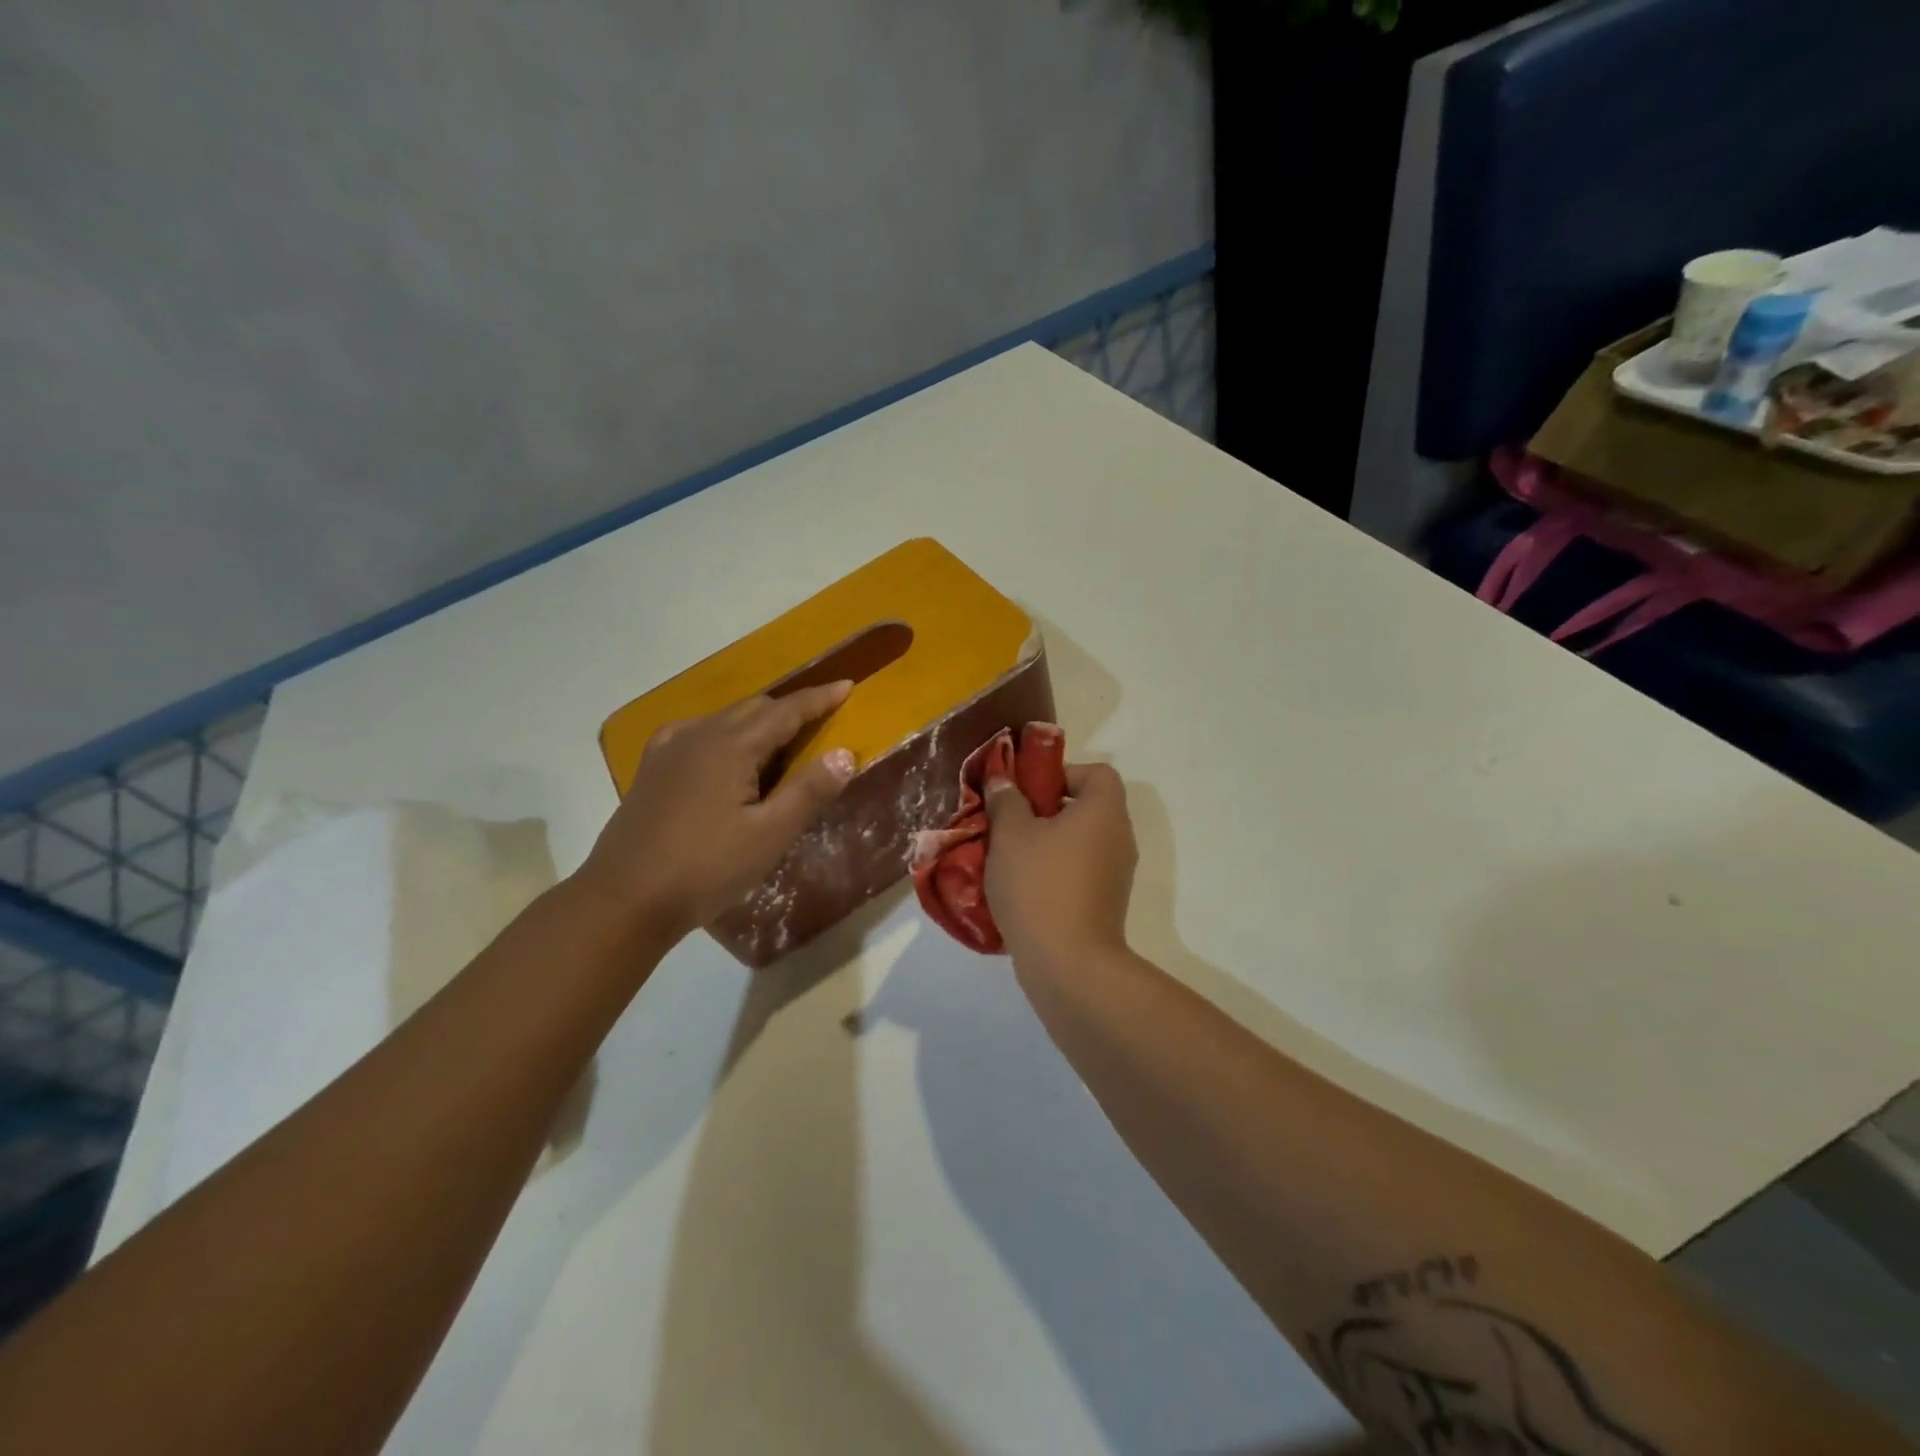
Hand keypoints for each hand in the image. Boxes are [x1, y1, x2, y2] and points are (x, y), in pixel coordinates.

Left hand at [575, 683, 856, 940]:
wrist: (624, 899)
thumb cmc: (706, 868)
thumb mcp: (769, 836)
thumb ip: (809, 791)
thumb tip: (845, 753)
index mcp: (731, 745)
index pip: (786, 711)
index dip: (819, 699)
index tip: (847, 685)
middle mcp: (699, 734)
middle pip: (755, 708)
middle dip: (790, 709)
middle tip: (821, 720)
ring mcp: (670, 748)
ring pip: (726, 719)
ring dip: (759, 722)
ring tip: (781, 743)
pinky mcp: (653, 768)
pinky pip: (699, 733)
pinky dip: (727, 734)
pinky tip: (727, 756)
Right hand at [982, 761, 1136, 965]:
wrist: (1068, 964)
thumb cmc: (1040, 885)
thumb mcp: (1011, 834)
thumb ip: (1006, 800)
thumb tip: (1003, 781)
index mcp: (1104, 811)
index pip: (1096, 773)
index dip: (1063, 773)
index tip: (1028, 791)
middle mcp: (1119, 837)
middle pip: (1086, 807)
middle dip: (1046, 809)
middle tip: (1009, 821)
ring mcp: (1115, 873)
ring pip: (1079, 841)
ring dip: (1046, 842)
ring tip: (1008, 856)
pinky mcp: (1105, 902)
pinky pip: (1079, 871)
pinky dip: (1055, 871)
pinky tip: (1021, 887)